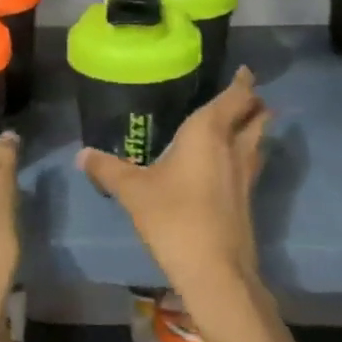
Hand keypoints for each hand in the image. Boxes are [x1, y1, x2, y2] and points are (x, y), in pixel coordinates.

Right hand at [79, 68, 269, 292]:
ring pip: (259, 141)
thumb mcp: (133, 191)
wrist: (213, 269)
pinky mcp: (248, 199)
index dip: (242, 83)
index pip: (235, 97)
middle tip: (242, 96)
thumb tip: (82, 154)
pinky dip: (246, 154)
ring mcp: (246, 175)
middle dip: (253, 103)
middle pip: (257, 116)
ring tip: (240, 123)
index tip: (243, 72)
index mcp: (208, 132)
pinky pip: (251, 163)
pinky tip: (228, 164)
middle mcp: (233, 148)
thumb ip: (108, 169)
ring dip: (255, 128)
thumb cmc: (173, 217)